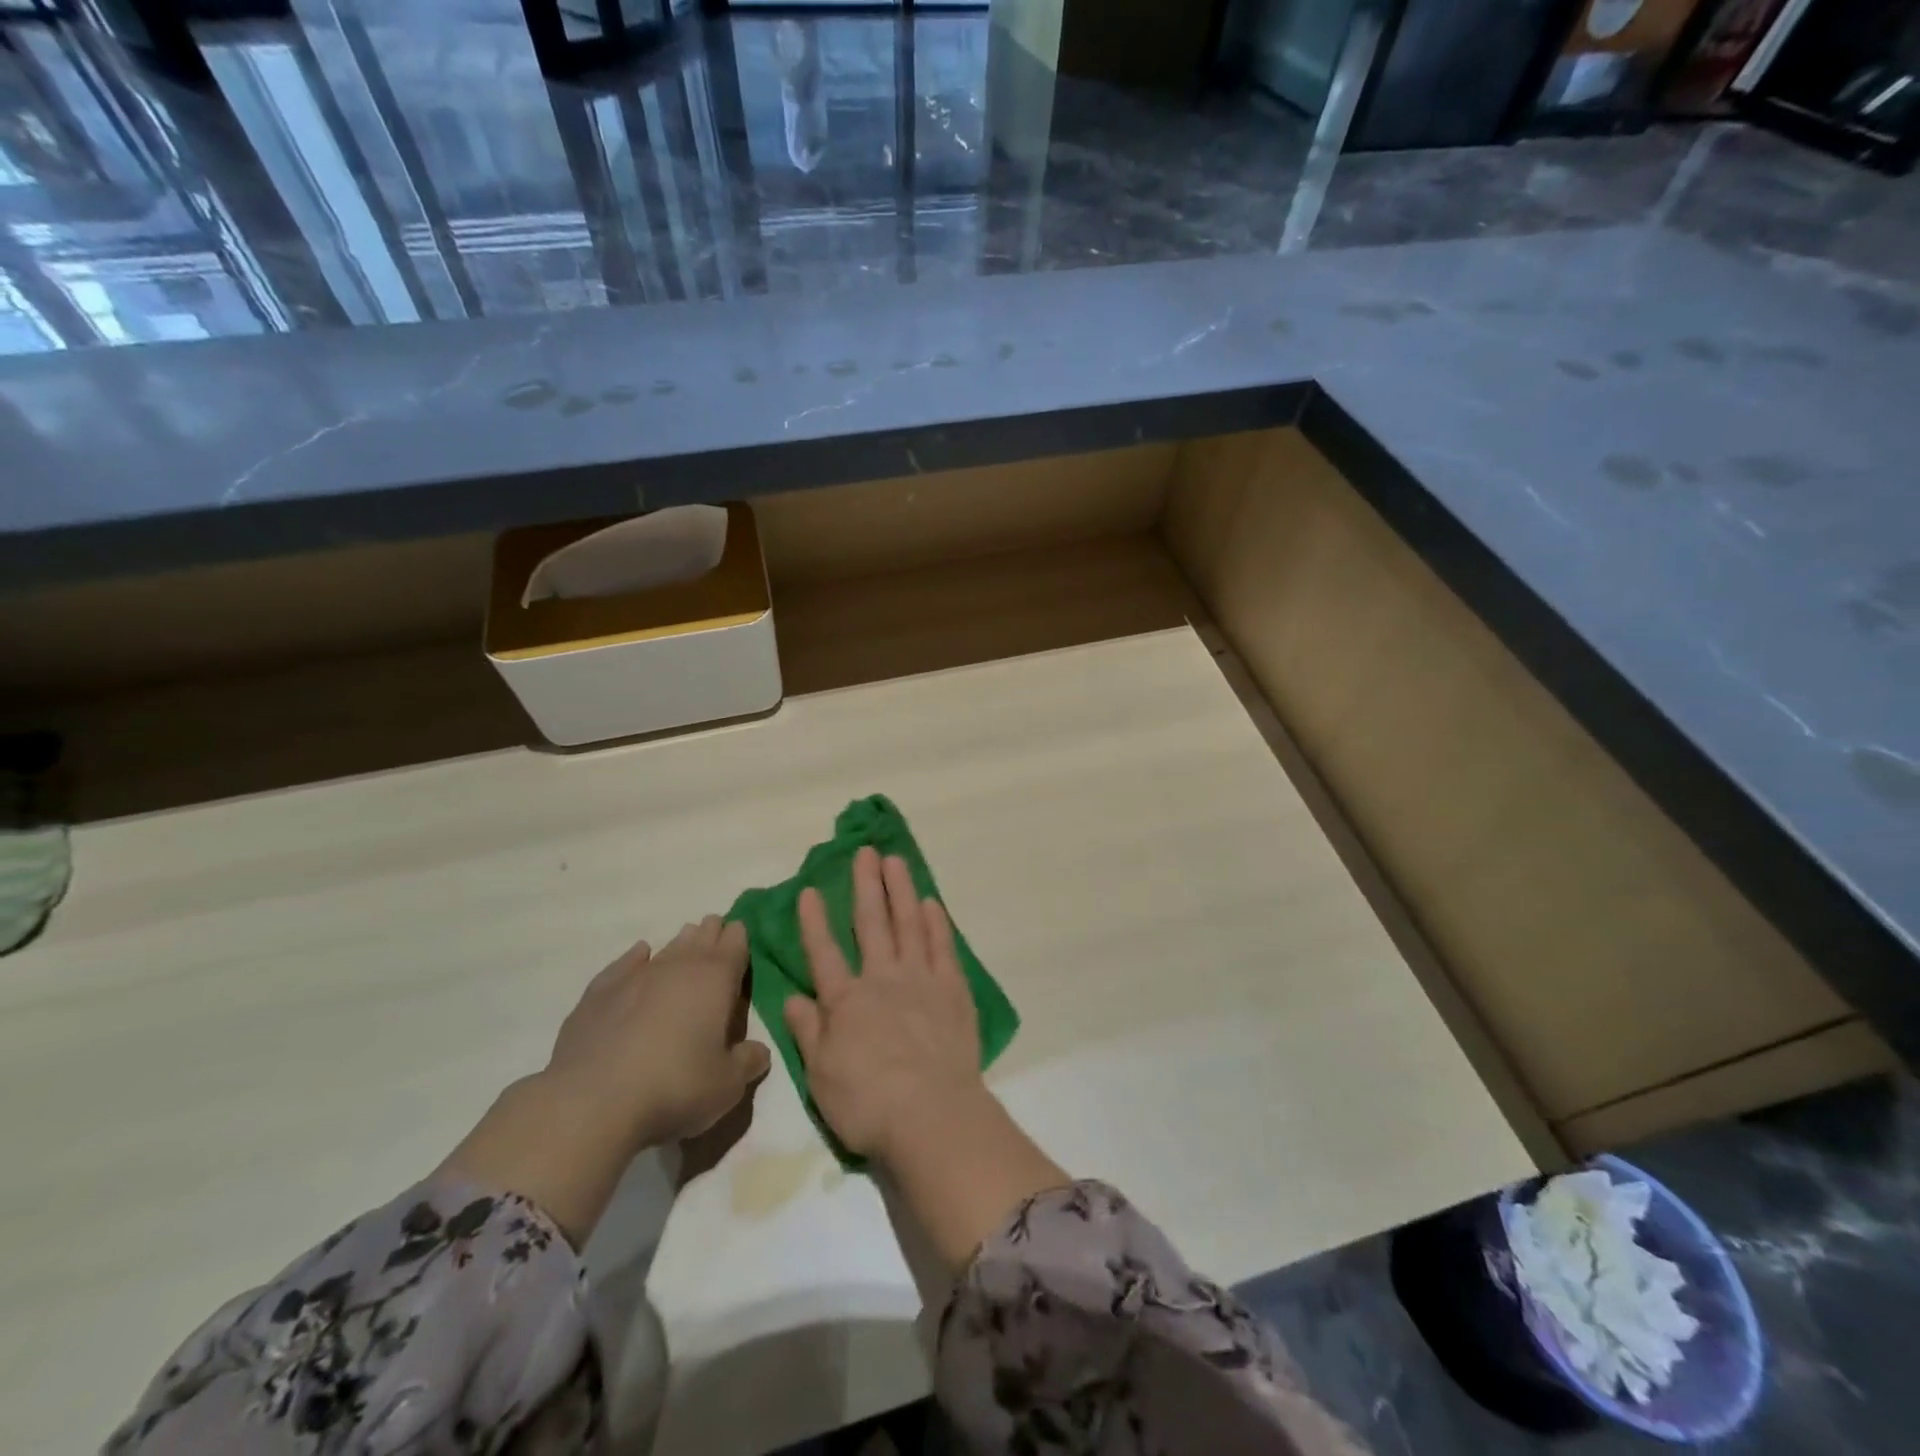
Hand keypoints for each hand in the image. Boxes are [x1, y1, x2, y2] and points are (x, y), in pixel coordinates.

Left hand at [545, 915, 770, 1149]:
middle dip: (712, 934)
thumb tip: (758, 1051)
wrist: (592, 1101)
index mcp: (716, 978)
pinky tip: (640, 955)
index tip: (742, 934)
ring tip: (687, 941)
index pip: (735, 944)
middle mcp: (678, 966)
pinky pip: (625, 963)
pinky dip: (637, 958)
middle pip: (701, 937)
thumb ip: (747, 1062)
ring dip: (681, 944)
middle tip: (718, 933)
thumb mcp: (727, 1085)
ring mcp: (636, 975)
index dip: (740, 938)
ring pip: (667, 947)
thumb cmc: (675, 1086)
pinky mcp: (599, 993)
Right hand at [782, 848, 983, 1162]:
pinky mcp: (952, 990)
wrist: (931, 1114)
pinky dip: (936, 922)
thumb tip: (792, 996)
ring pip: (908, 924)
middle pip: (871, 924)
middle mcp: (881, 980)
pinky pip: (942, 946)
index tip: (811, 888)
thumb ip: (807, 1031)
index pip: (824, 952)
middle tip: (865, 852)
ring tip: (896, 861)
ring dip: (900, 890)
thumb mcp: (821, 1075)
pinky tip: (931, 903)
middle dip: (865, 885)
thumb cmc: (867, 1102)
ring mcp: (920, 980)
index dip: (815, 920)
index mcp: (846, 1001)